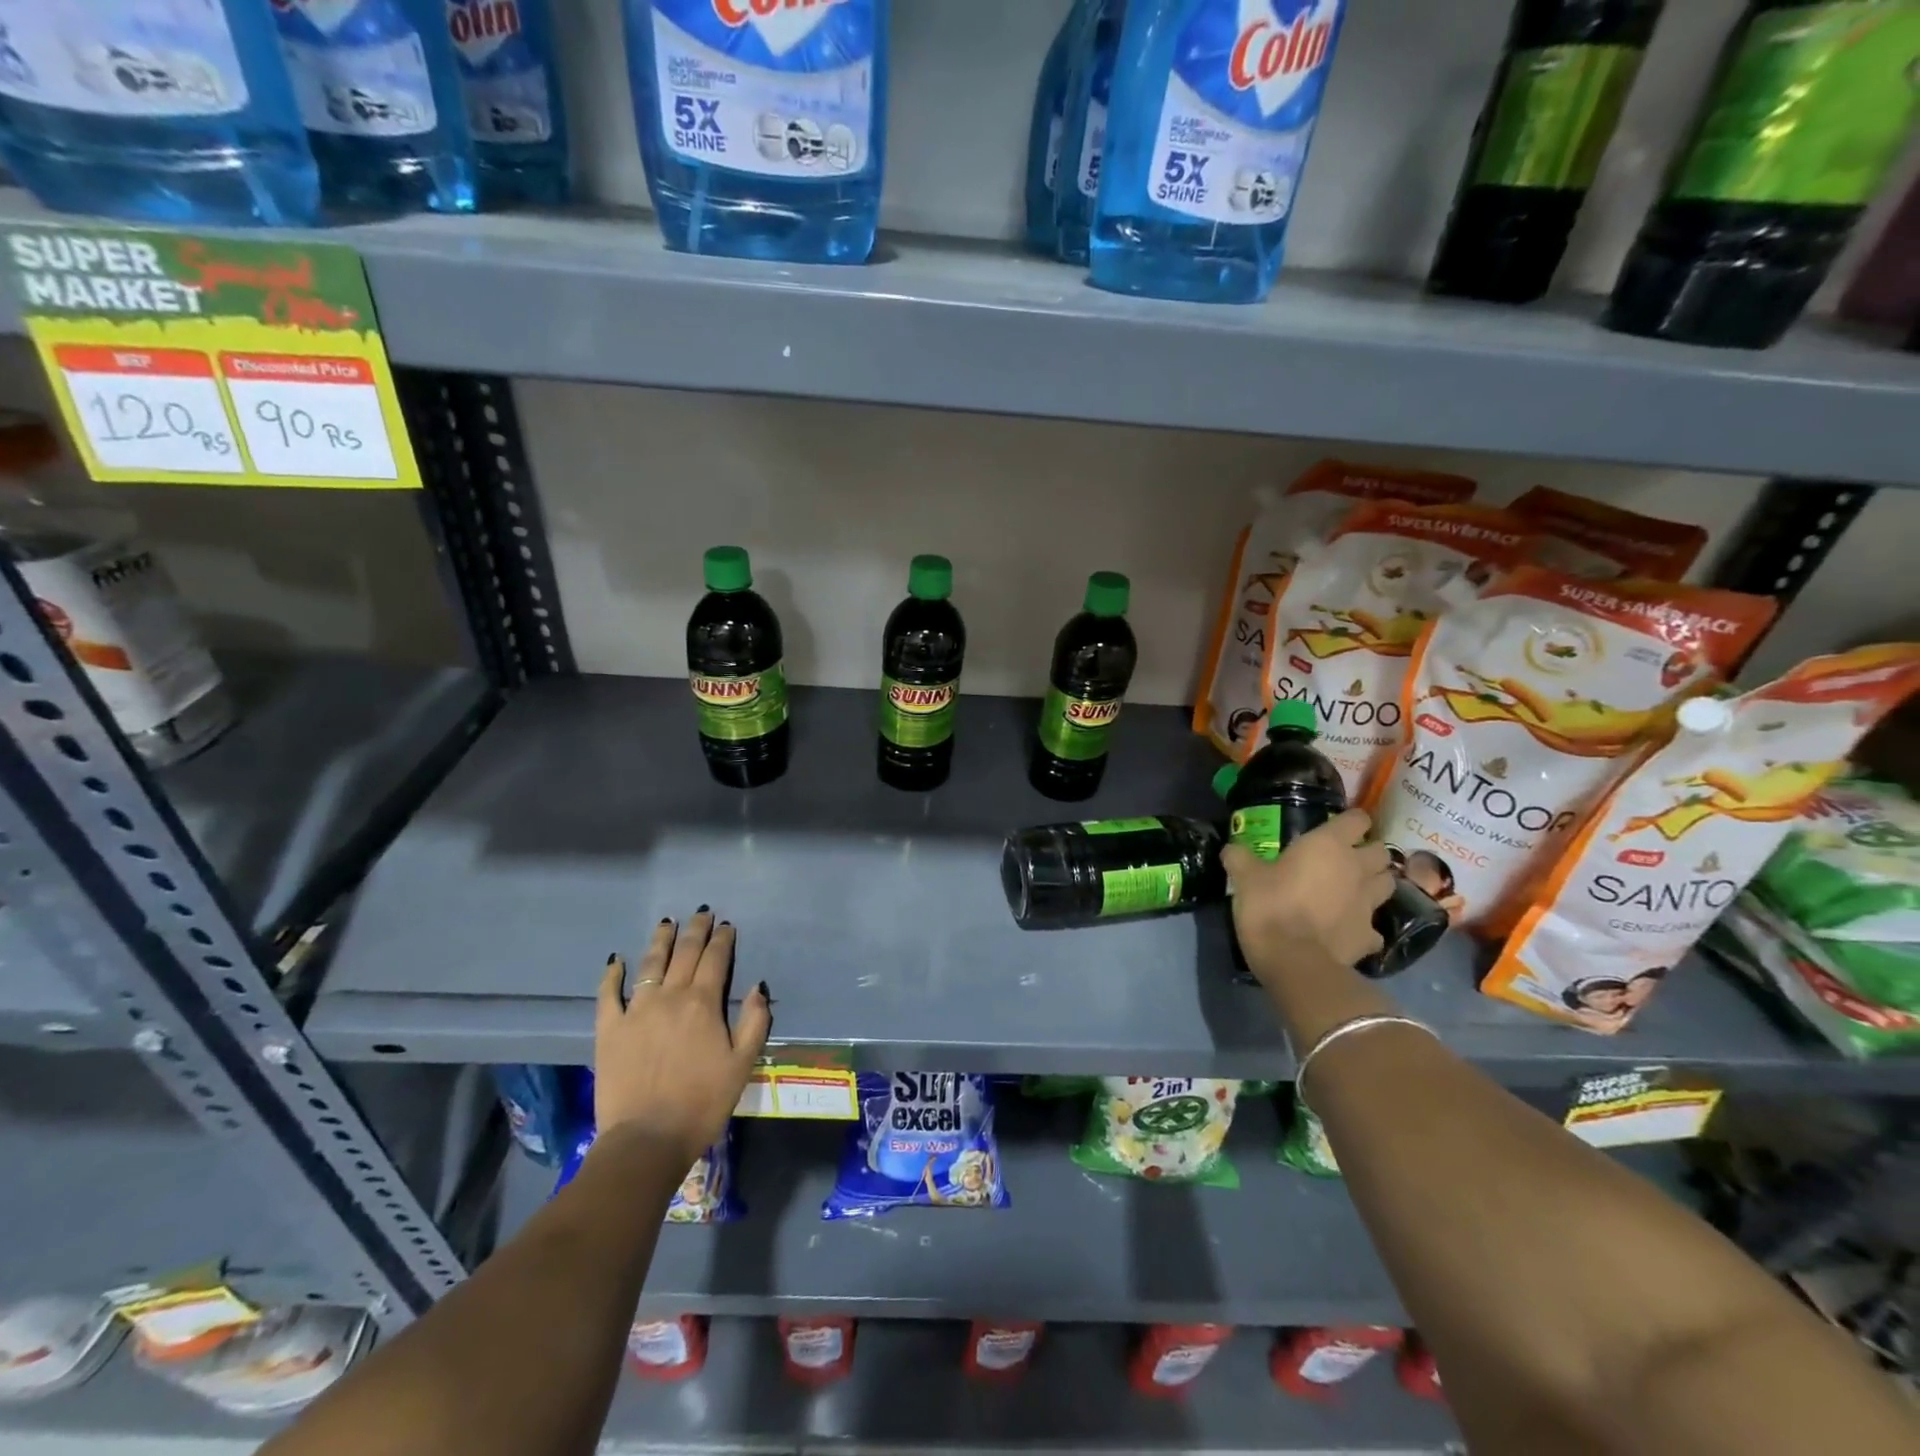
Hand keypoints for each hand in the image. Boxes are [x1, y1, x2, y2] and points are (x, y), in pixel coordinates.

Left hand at [594, 910, 770, 1165]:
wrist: (647, 1140)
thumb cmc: (703, 1103)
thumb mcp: (743, 1064)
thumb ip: (755, 1021)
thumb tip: (758, 985)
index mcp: (703, 1003)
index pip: (715, 959)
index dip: (722, 939)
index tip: (726, 925)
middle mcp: (670, 997)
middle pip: (684, 953)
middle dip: (695, 930)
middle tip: (701, 913)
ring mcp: (636, 1011)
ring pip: (650, 964)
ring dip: (660, 940)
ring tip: (666, 923)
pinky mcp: (609, 1030)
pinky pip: (608, 994)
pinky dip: (612, 975)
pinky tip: (616, 960)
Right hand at [1221, 809, 1393, 978]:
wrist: (1293, 960)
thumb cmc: (1270, 905)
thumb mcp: (1244, 877)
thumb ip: (1240, 858)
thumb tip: (1230, 849)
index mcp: (1329, 845)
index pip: (1357, 819)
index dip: (1349, 822)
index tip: (1334, 828)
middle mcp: (1357, 869)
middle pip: (1380, 852)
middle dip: (1367, 854)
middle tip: (1344, 860)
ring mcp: (1369, 904)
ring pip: (1387, 884)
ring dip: (1374, 884)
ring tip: (1353, 890)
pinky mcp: (1370, 936)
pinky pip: (1374, 927)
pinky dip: (1365, 926)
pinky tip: (1348, 929)